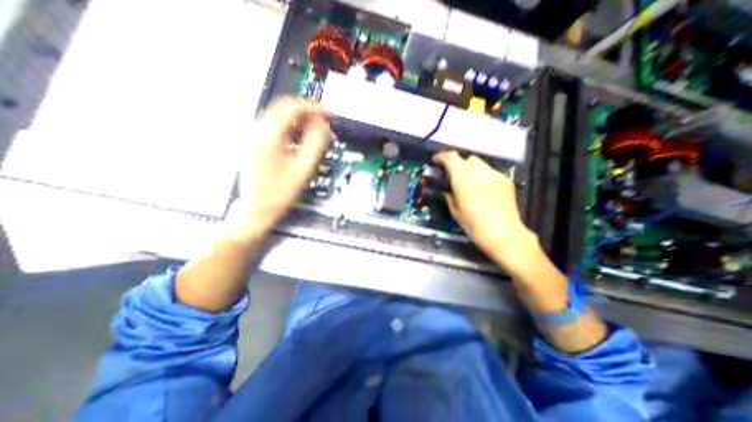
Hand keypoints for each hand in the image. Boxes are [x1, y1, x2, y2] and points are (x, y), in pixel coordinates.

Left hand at [222, 97, 329, 245]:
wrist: (256, 209)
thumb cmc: (280, 193)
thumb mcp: (303, 169)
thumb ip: (315, 143)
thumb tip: (323, 125)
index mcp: (268, 134)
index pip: (292, 108)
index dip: (314, 108)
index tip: (330, 114)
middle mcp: (257, 129)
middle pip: (285, 109)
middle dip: (309, 114)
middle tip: (326, 125)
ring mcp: (254, 135)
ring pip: (282, 118)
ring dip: (302, 123)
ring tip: (318, 136)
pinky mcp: (255, 142)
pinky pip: (277, 128)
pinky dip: (293, 130)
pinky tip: (303, 142)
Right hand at [436, 152, 540, 273]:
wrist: (504, 234)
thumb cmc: (474, 226)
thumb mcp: (455, 211)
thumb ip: (449, 195)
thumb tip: (446, 189)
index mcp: (463, 180)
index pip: (451, 158)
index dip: (441, 157)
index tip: (436, 161)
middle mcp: (479, 172)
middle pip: (466, 159)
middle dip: (457, 164)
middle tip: (453, 176)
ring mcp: (495, 175)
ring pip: (479, 163)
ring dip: (470, 168)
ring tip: (468, 182)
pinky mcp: (505, 180)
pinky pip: (490, 171)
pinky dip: (482, 175)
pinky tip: (483, 188)